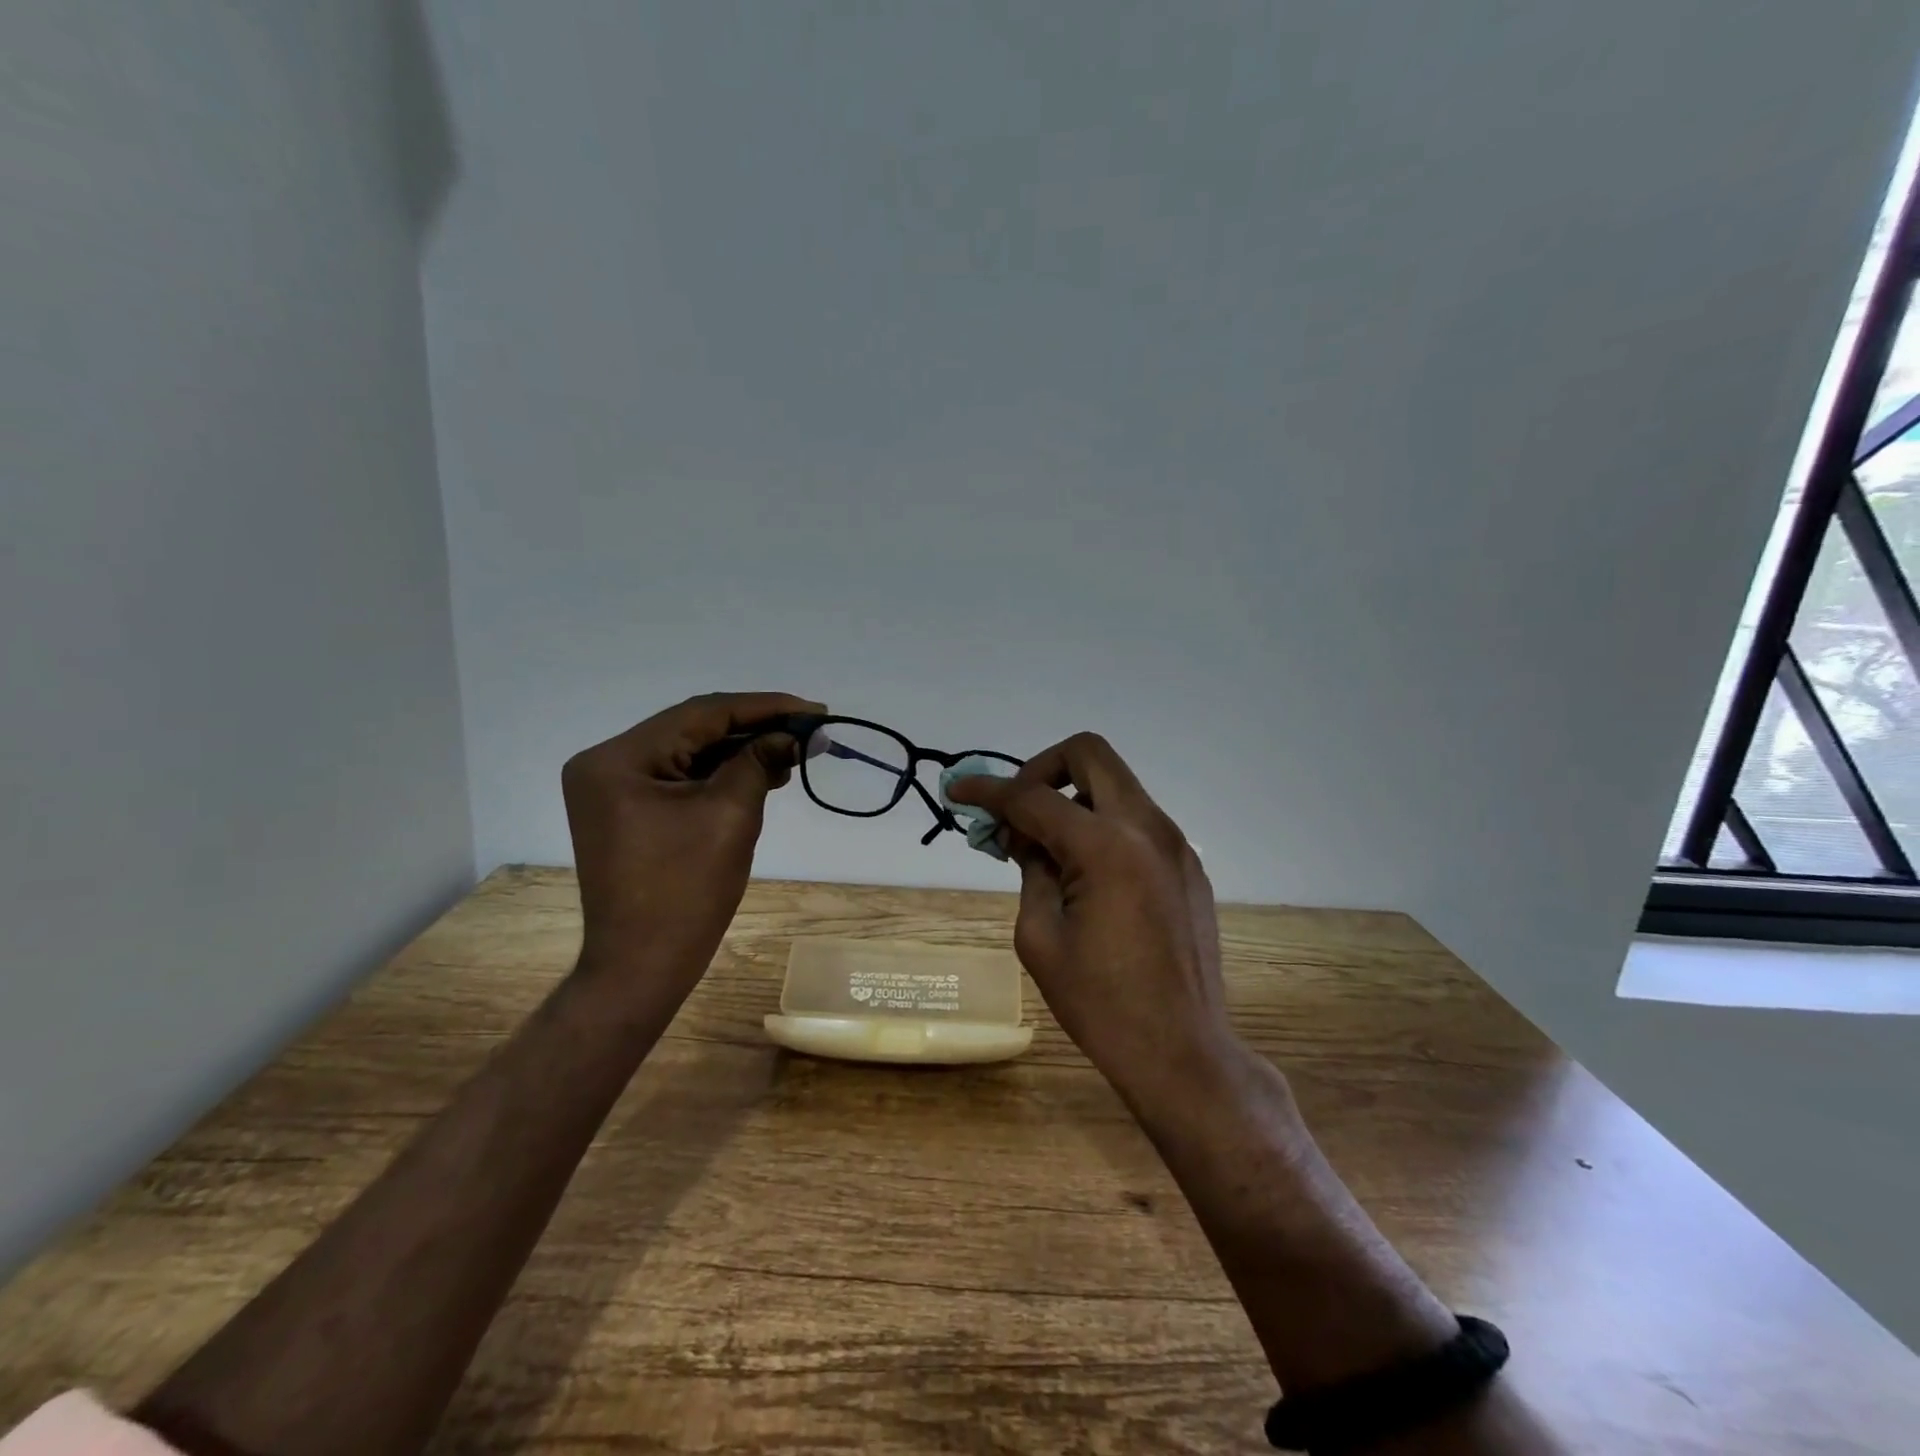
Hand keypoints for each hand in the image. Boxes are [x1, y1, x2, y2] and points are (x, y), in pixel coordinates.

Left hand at [563, 691, 823, 981]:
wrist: (643, 966)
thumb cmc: (686, 891)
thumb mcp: (730, 815)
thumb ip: (759, 761)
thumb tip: (793, 733)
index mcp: (620, 759)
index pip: (702, 714)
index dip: (764, 707)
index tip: (814, 709)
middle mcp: (607, 763)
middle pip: (693, 728)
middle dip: (754, 728)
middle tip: (808, 729)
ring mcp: (613, 788)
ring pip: (689, 752)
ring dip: (740, 751)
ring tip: (792, 752)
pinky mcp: (626, 810)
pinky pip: (680, 777)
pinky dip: (721, 774)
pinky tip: (761, 772)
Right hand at [947, 733, 1233, 1099]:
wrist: (1182, 1052)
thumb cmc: (1100, 1004)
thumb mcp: (1040, 936)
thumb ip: (1030, 870)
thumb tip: (1023, 835)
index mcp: (1106, 847)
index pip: (1033, 797)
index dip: (988, 790)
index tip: (957, 789)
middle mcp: (1147, 827)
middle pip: (1089, 753)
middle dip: (1041, 769)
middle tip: (1016, 810)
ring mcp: (1175, 843)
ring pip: (1115, 785)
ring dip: (1072, 799)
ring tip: (1045, 849)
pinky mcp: (1188, 865)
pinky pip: (1135, 820)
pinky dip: (1101, 825)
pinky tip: (1084, 873)